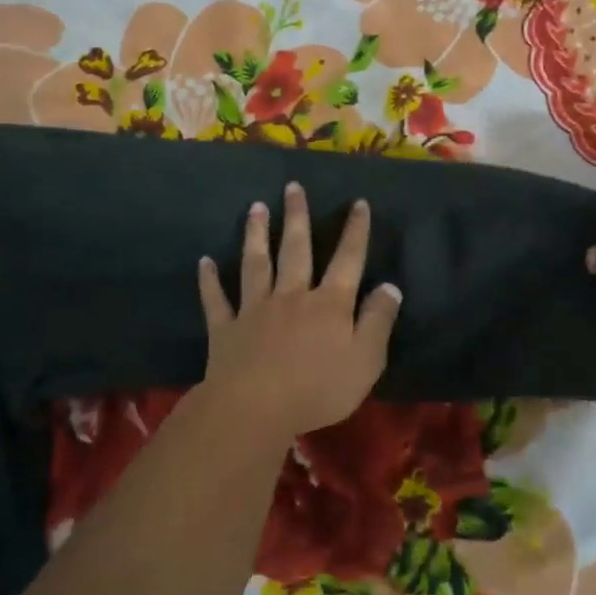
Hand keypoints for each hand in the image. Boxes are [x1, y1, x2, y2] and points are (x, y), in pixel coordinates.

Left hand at [197, 181, 401, 441]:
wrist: (256, 408)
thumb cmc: (318, 388)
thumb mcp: (366, 360)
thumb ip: (378, 321)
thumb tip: (390, 286)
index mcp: (329, 303)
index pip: (347, 259)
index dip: (355, 231)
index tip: (358, 203)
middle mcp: (292, 295)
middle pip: (295, 249)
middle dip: (296, 217)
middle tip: (292, 187)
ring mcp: (255, 309)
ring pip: (256, 264)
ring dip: (255, 234)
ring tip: (255, 208)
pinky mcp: (226, 329)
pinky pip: (217, 300)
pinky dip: (210, 281)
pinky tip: (205, 262)